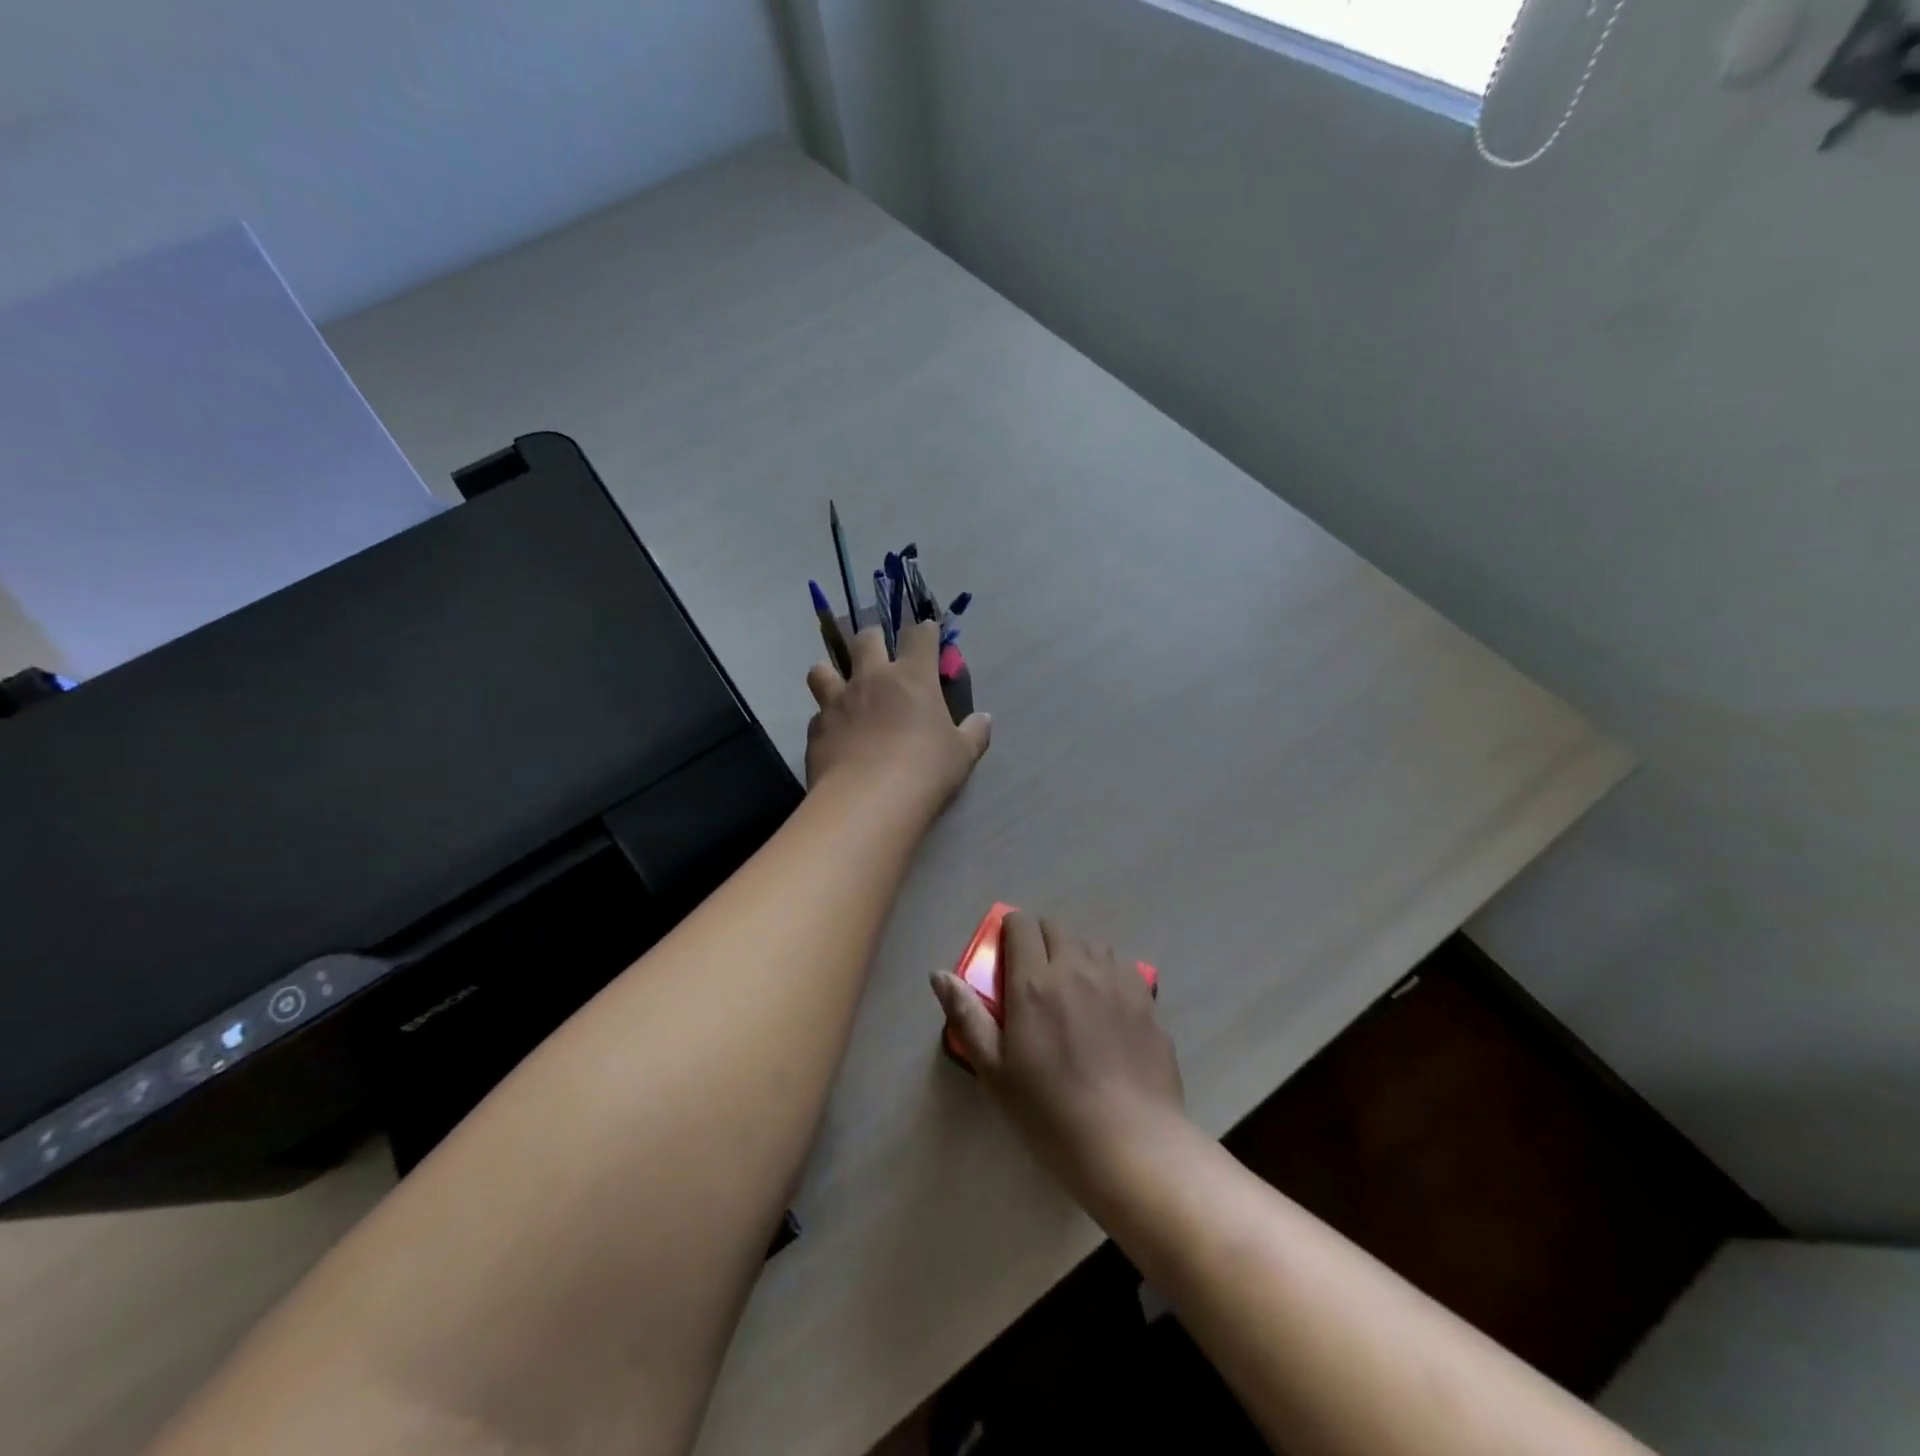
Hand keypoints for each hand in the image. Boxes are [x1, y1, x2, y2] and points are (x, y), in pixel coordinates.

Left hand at [805, 620, 990, 813]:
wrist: (868, 801)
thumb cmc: (925, 771)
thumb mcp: (962, 754)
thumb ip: (974, 732)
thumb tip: (984, 719)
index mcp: (912, 676)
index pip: (920, 635)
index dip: (926, 631)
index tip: (929, 633)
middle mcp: (871, 678)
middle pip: (867, 638)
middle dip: (874, 638)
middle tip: (880, 651)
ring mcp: (838, 701)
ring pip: (822, 669)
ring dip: (831, 673)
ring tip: (840, 687)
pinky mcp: (816, 728)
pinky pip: (818, 713)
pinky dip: (826, 719)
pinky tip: (834, 735)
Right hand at [932, 913, 1184, 1189]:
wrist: (1130, 1143)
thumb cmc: (1050, 1113)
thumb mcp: (995, 1071)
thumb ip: (966, 1016)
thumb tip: (938, 973)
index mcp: (1034, 982)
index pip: (1020, 925)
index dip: (1010, 932)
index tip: (1006, 957)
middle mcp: (1075, 967)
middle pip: (1055, 927)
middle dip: (1039, 940)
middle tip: (1034, 978)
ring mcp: (1115, 979)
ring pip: (1089, 941)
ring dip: (1074, 953)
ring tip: (1071, 989)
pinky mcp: (1145, 997)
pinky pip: (1120, 963)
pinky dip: (1106, 970)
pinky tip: (1106, 1002)